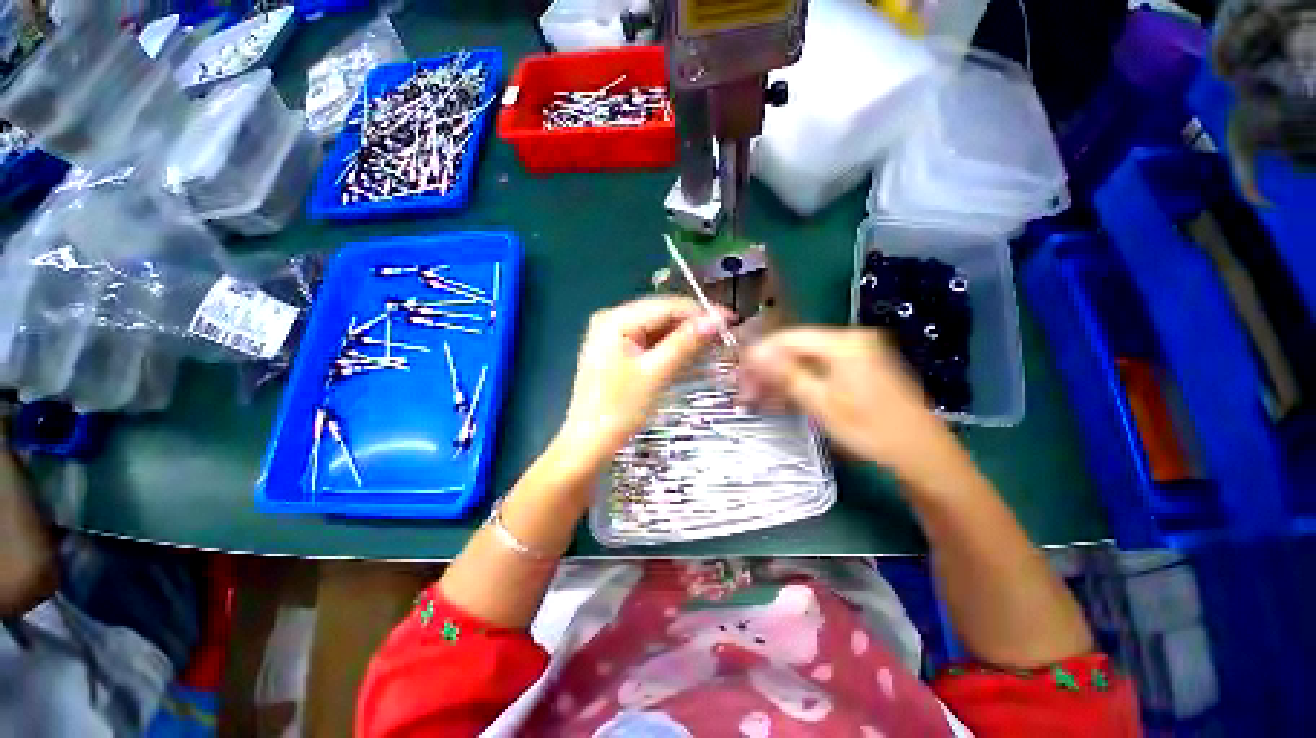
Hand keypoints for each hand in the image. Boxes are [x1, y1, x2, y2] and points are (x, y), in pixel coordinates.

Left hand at [558, 296, 729, 465]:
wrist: (589, 443)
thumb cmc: (619, 410)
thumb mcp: (656, 373)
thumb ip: (685, 343)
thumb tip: (716, 319)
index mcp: (615, 319)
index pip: (666, 306)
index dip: (700, 311)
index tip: (730, 320)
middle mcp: (611, 319)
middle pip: (661, 314)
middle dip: (692, 323)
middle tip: (724, 334)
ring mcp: (612, 336)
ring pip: (657, 328)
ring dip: (684, 336)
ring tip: (713, 343)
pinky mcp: (617, 351)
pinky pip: (649, 341)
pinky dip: (670, 346)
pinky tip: (690, 352)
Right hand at [739, 327, 964, 482]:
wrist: (922, 454)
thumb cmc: (870, 430)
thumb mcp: (821, 404)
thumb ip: (785, 374)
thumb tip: (753, 354)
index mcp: (843, 342)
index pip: (787, 338)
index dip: (759, 355)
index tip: (739, 375)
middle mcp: (851, 339)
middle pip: (796, 347)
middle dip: (768, 369)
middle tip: (748, 392)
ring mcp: (859, 351)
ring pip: (806, 358)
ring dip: (782, 376)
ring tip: (761, 398)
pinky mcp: (861, 366)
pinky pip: (821, 366)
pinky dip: (801, 380)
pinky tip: (786, 396)